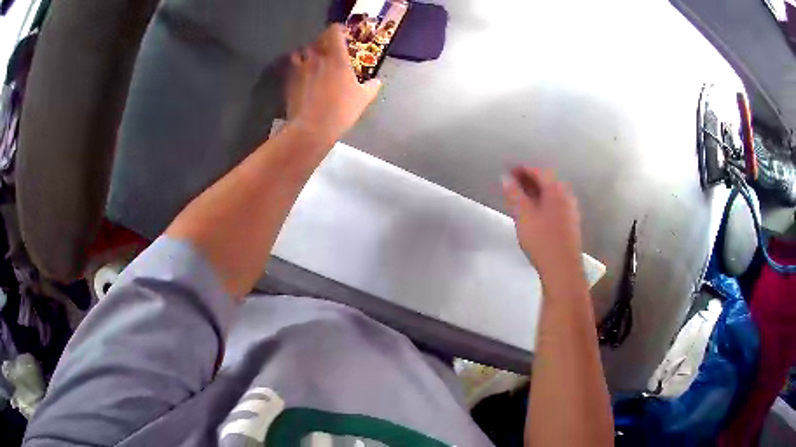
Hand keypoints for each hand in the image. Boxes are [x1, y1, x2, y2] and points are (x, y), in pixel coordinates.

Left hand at [286, 24, 380, 143]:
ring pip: (301, 52)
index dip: (337, 30)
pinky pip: (292, 67)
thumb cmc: (341, 111)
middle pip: (317, 40)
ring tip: (312, 61)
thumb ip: (371, 86)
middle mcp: (317, 58)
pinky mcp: (289, 80)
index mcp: (336, 58)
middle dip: (322, 42)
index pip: (334, 32)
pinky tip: (302, 76)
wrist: (311, 128)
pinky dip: (297, 67)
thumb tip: (377, 81)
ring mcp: (300, 69)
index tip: (342, 34)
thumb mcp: (363, 99)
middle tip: (329, 49)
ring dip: (307, 53)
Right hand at [502, 167, 583, 278]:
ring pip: (551, 194)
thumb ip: (514, 194)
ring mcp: (570, 211)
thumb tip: (505, 177)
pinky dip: (542, 202)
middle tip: (512, 182)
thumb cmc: (542, 239)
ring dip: (535, 192)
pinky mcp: (570, 224)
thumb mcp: (523, 215)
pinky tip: (534, 212)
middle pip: (547, 182)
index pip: (539, 171)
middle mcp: (566, 196)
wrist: (562, 268)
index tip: (508, 170)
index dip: (523, 169)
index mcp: (556, 190)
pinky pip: (554, 205)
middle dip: (529, 180)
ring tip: (520, 197)